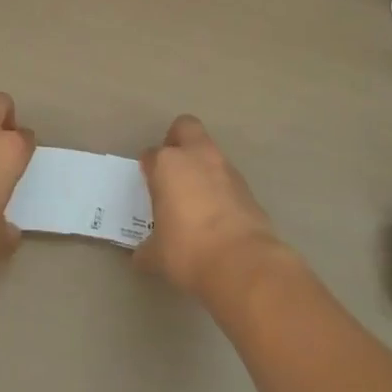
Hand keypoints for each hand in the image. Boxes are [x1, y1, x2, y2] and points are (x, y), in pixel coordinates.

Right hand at [136, 115, 284, 298]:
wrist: (242, 263)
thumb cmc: (188, 251)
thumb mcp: (156, 255)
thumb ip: (147, 248)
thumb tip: (143, 255)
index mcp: (167, 164)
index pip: (150, 155)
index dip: (148, 170)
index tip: (148, 189)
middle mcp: (197, 157)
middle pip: (185, 127)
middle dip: (177, 141)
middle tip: (171, 170)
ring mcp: (226, 169)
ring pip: (210, 152)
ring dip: (201, 167)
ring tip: (194, 199)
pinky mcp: (248, 187)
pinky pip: (227, 178)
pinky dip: (220, 189)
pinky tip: (216, 216)